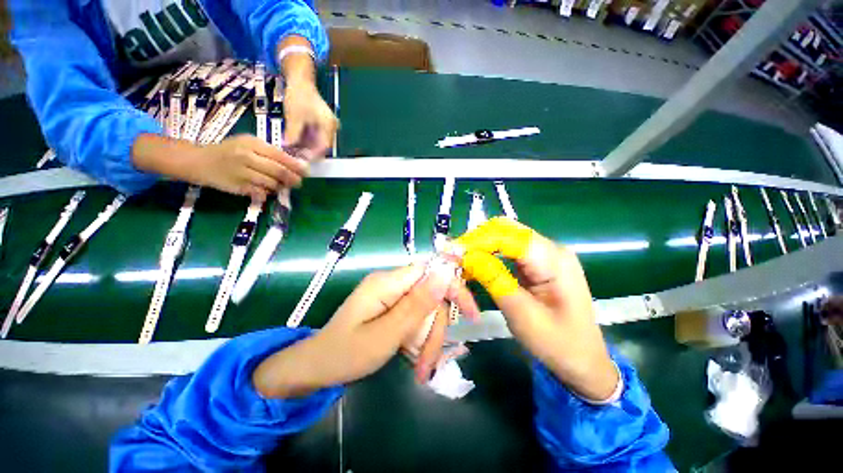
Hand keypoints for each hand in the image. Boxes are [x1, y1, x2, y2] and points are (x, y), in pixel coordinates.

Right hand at [191, 135, 307, 201]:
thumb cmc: (229, 151)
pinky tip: (268, 190)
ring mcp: (241, 172)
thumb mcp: (248, 144)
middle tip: (298, 182)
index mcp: (252, 144)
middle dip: (293, 179)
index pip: (280, 156)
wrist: (199, 161)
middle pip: (279, 171)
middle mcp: (247, 157)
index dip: (296, 166)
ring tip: (282, 186)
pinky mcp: (238, 186)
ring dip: (281, 187)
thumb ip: (269, 152)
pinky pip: (261, 192)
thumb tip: (295, 163)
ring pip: (272, 184)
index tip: (306, 171)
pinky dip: (268, 193)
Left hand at [252, 262, 477, 398]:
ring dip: (427, 340)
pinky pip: (415, 317)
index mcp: (387, 282)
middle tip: (429, 365)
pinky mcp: (391, 306)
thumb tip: (445, 273)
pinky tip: (414, 358)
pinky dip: (418, 338)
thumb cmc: (345, 354)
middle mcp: (391, 283)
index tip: (471, 315)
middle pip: (430, 296)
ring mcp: (391, 295)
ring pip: (425, 311)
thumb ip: (417, 304)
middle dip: (434, 331)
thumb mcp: (385, 334)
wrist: (316, 366)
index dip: (453, 288)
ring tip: (420, 370)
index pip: (431, 271)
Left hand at [283, 80, 336, 157]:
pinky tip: (296, 143)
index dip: (313, 155)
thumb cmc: (299, 96)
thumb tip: (287, 148)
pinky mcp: (321, 126)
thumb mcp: (294, 116)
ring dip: (307, 148)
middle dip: (309, 152)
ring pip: (318, 143)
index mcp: (329, 126)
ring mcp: (327, 127)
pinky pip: (315, 138)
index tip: (301, 159)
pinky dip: (306, 141)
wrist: (300, 80)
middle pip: (322, 146)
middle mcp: (331, 129)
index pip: (324, 147)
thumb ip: (292, 134)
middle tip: (295, 157)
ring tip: (294, 151)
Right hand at [454, 218, 618, 400]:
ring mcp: (544, 254)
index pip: (508, 235)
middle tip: (455, 257)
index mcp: (554, 259)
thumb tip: (466, 256)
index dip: (478, 240)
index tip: (453, 252)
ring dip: (481, 246)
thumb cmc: (557, 343)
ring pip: (504, 237)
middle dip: (477, 240)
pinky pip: (507, 250)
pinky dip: (489, 254)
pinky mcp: (537, 263)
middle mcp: (550, 248)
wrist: (583, 361)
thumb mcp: (521, 314)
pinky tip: (476, 265)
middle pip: (506, 230)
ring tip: (462, 261)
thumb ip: (493, 280)